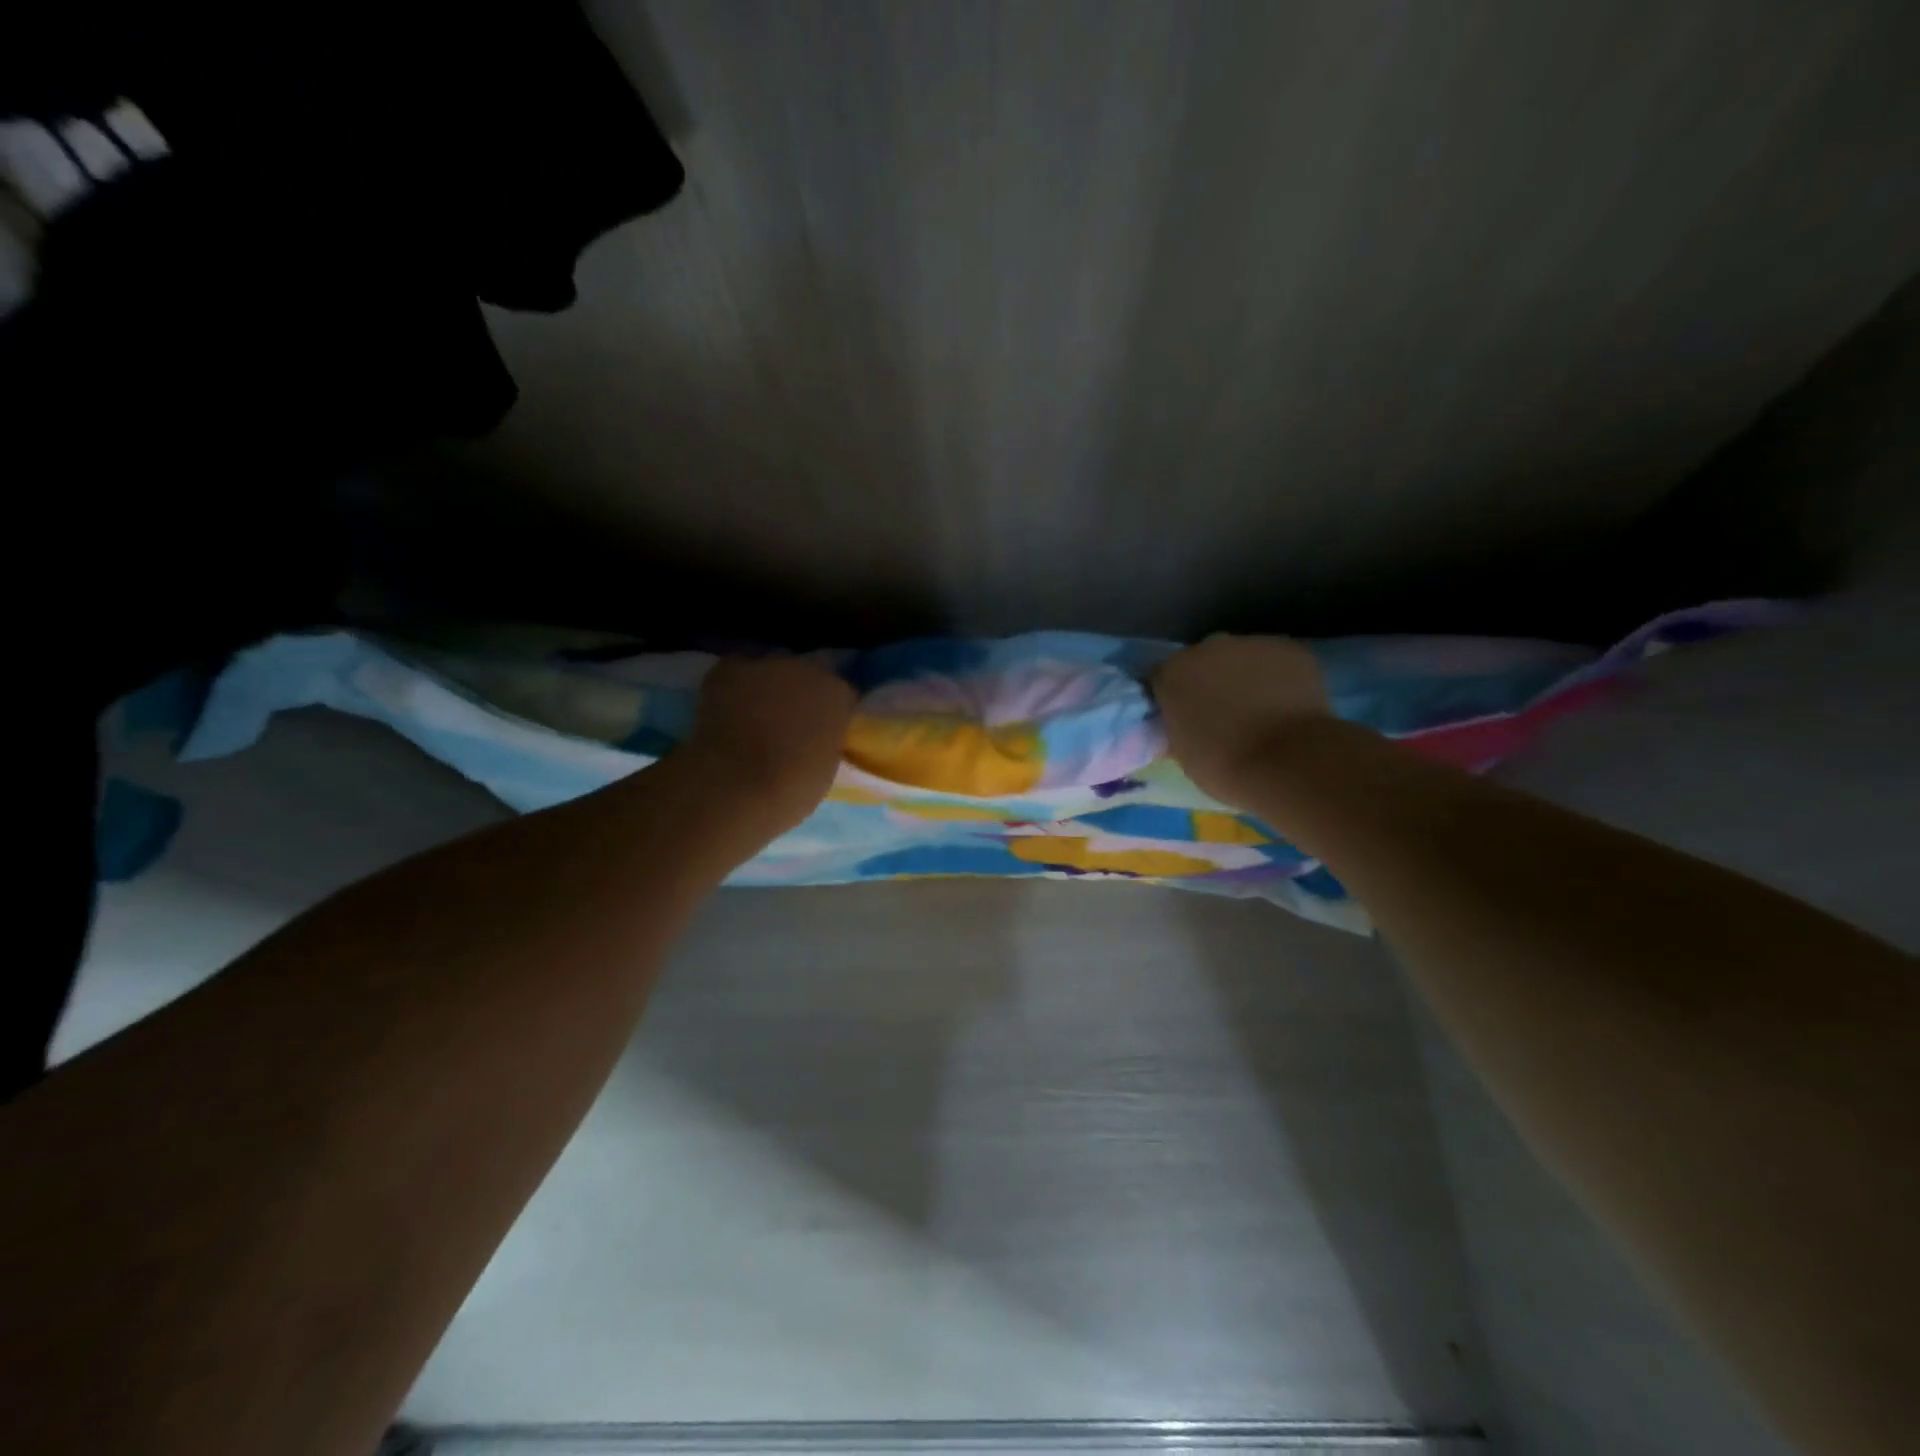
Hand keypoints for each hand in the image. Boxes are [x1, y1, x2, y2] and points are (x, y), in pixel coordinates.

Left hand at [682, 657, 857, 832]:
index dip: (830, 714)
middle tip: (788, 724)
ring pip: (771, 671)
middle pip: (807, 676)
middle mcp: (808, 670)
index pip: (841, 696)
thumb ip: (825, 740)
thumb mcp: (826, 765)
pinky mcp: (730, 669)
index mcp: (839, 695)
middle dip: (799, 695)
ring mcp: (768, 666)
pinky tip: (729, 707)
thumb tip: (813, 738)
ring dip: (767, 688)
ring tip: (755, 715)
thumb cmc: (792, 789)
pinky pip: (737, 670)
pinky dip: (734, 686)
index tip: (822, 733)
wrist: (738, 786)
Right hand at [1151, 635, 1331, 807]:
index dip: (1174, 696)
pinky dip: (1278, 677)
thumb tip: (1183, 723)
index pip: (1164, 677)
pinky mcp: (1290, 649)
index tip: (1184, 717)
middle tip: (1223, 713)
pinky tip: (1286, 703)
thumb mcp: (1183, 752)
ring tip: (1260, 710)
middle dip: (1210, 681)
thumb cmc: (1223, 764)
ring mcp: (1252, 644)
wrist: (1286, 762)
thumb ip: (1178, 725)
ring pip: (1243, 658)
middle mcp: (1208, 648)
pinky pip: (1277, 661)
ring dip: (1245, 676)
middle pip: (1204, 660)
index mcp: (1173, 673)